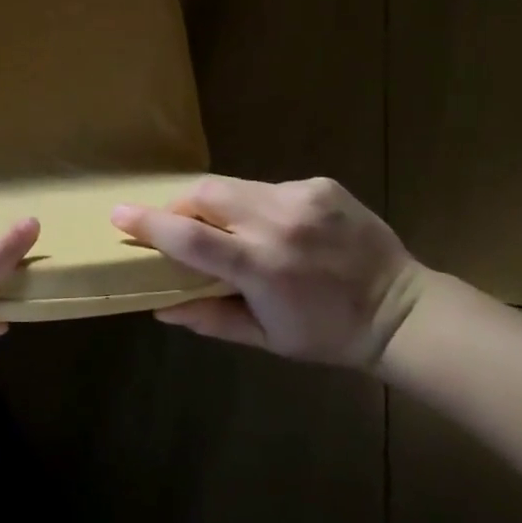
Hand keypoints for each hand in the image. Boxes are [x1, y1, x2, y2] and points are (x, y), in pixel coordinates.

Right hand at [112, 176, 422, 367]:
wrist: (402, 309)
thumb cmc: (327, 333)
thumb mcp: (265, 337)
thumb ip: (209, 318)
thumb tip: (159, 307)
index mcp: (262, 266)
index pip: (190, 236)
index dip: (149, 224)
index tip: (118, 214)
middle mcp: (278, 222)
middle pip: (206, 194)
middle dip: (182, 206)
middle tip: (179, 226)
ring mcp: (302, 198)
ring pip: (234, 185)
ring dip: (219, 204)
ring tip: (230, 230)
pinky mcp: (320, 185)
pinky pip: (267, 187)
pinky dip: (256, 204)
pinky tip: (276, 228)